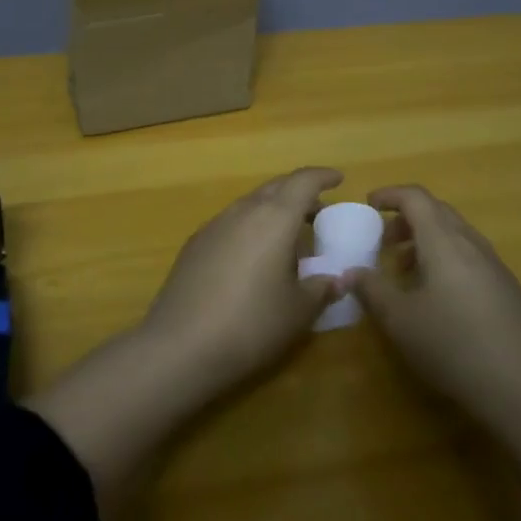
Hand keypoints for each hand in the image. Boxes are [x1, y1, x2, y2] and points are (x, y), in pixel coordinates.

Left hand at [142, 167, 344, 394]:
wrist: (180, 344)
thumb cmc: (251, 323)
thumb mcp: (298, 311)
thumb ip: (322, 289)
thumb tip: (340, 279)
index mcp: (274, 218)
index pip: (302, 181)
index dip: (322, 176)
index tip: (338, 179)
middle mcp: (243, 211)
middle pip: (275, 188)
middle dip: (298, 193)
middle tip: (318, 212)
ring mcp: (214, 225)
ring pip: (250, 204)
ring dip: (272, 211)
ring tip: (288, 237)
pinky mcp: (194, 244)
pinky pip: (231, 223)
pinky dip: (250, 228)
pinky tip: (253, 257)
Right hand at [349, 185, 520, 432]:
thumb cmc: (453, 345)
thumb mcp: (400, 320)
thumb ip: (371, 290)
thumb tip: (350, 273)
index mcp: (444, 241)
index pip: (416, 197)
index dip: (390, 194)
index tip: (368, 205)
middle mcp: (472, 244)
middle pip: (438, 212)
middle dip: (407, 219)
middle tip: (383, 242)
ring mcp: (495, 267)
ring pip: (456, 235)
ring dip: (427, 241)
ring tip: (406, 272)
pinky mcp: (508, 291)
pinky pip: (470, 257)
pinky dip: (446, 260)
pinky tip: (438, 299)